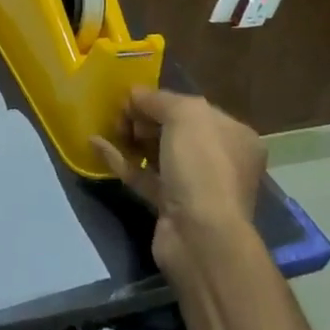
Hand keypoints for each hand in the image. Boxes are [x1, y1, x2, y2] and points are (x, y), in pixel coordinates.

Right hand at [91, 88, 264, 286]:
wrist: (200, 235)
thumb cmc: (202, 166)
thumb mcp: (185, 115)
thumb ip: (158, 99)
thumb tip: (135, 95)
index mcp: (233, 135)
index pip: (193, 109)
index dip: (160, 100)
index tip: (130, 98)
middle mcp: (219, 159)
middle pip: (174, 130)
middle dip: (144, 119)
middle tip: (119, 116)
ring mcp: (195, 185)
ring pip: (158, 153)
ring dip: (131, 139)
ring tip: (107, 127)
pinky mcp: (170, 205)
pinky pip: (143, 175)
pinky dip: (120, 160)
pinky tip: (95, 145)